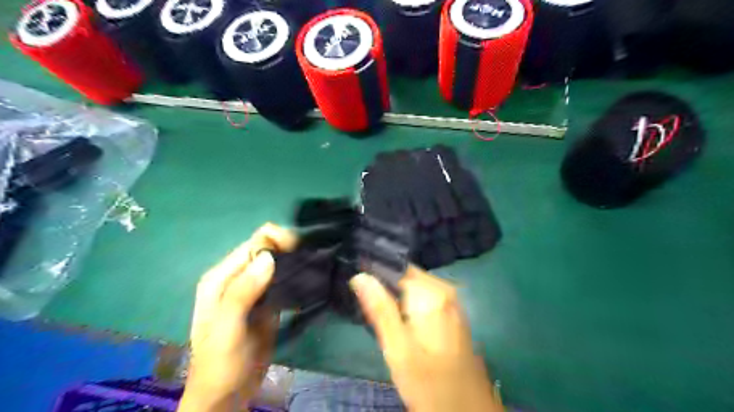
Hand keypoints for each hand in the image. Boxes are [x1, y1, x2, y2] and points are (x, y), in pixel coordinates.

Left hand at [179, 225, 295, 411]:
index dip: (276, 241)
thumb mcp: (227, 328)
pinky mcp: (269, 302)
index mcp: (221, 277)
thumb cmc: (220, 362)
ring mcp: (254, 290)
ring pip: (277, 265)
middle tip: (310, 261)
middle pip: (266, 251)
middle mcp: (237, 278)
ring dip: (294, 263)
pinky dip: (296, 279)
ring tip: (313, 269)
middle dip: (288, 250)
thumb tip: (268, 256)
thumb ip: (242, 292)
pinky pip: (283, 282)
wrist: (227, 395)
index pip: (253, 244)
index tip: (299, 249)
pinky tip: (309, 282)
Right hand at [351, 266, 501, 409]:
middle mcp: (445, 290)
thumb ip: (380, 309)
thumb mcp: (398, 348)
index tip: (356, 283)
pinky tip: (398, 320)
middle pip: (405, 275)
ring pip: (413, 286)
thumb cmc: (429, 382)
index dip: (374, 272)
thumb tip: (360, 275)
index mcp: (432, 293)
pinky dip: (407, 304)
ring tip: (378, 313)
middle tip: (364, 304)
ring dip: (395, 296)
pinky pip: (423, 297)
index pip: (397, 267)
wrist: (467, 409)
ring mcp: (451, 301)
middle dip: (384, 286)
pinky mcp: (451, 312)